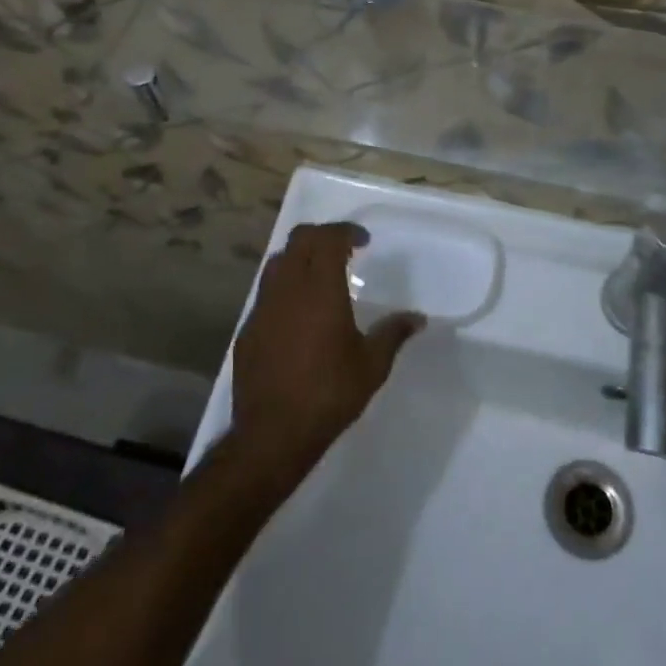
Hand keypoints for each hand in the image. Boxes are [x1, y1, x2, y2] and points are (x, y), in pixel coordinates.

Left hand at [231, 222, 423, 482]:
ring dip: (299, 258)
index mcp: (320, 289)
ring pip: (277, 262)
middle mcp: (287, 288)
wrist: (272, 433)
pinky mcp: (248, 329)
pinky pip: (266, 293)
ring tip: (319, 275)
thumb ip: (393, 334)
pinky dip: (284, 287)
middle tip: (343, 249)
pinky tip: (298, 313)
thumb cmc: (329, 393)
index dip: (346, 232)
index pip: (328, 239)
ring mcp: (262, 308)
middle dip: (322, 236)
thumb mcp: (372, 365)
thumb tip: (418, 318)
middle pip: (298, 240)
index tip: (363, 241)